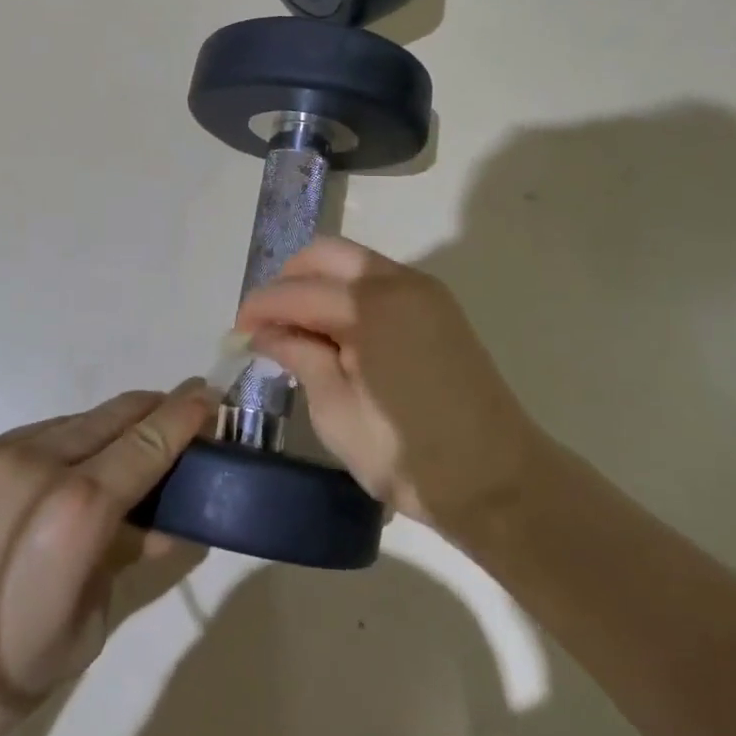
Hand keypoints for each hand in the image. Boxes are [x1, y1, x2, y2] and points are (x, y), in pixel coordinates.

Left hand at [0, 382, 217, 735]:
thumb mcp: (83, 628)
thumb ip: (124, 558)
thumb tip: (159, 521)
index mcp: (75, 510)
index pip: (148, 441)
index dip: (185, 414)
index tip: (209, 396)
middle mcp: (37, 461)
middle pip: (114, 415)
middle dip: (153, 412)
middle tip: (179, 420)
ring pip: (73, 423)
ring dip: (108, 430)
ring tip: (121, 457)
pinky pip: (32, 437)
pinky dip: (64, 445)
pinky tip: (60, 478)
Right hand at [236, 238, 541, 524]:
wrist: (498, 481)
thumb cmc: (408, 455)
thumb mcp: (336, 411)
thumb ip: (299, 356)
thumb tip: (263, 331)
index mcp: (370, 305)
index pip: (297, 290)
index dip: (260, 307)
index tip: (236, 332)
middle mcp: (398, 280)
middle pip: (325, 254)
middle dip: (288, 280)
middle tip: (267, 323)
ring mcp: (423, 290)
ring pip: (353, 262)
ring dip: (318, 283)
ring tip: (298, 329)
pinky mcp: (437, 306)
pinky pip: (378, 280)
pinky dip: (347, 292)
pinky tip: (336, 331)